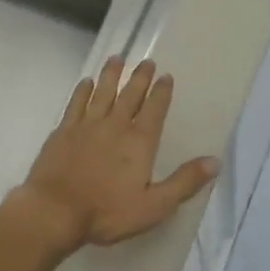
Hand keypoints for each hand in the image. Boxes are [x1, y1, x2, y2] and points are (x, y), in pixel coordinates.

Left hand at [6, 57, 219, 254]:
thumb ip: (184, 182)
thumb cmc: (106, 212)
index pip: (154, 110)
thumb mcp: (154, 205)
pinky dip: (83, 91)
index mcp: (139, 142)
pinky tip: (86, 82)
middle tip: (146, 61)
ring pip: (102, 92)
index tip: (166, 75)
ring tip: (117, 58)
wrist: (54, 211)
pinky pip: (75, 103)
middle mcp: (115, 126)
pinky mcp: (63, 131)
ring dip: (111, 75)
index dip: (161, 92)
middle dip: (140, 78)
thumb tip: (215, 162)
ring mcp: (86, 125)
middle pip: (130, 95)